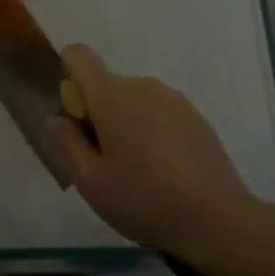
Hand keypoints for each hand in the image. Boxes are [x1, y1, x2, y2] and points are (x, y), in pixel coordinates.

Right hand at [47, 44, 257, 267]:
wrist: (218, 220)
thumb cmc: (144, 200)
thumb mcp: (90, 181)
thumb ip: (67, 142)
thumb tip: (56, 117)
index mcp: (112, 96)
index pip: (78, 55)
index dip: (66, 75)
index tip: (71, 114)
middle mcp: (143, 86)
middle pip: (106, 84)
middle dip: (96, 112)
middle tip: (101, 159)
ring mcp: (174, 99)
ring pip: (134, 99)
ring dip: (125, 122)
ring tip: (135, 170)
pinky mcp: (196, 117)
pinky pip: (159, 112)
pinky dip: (151, 130)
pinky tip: (163, 171)